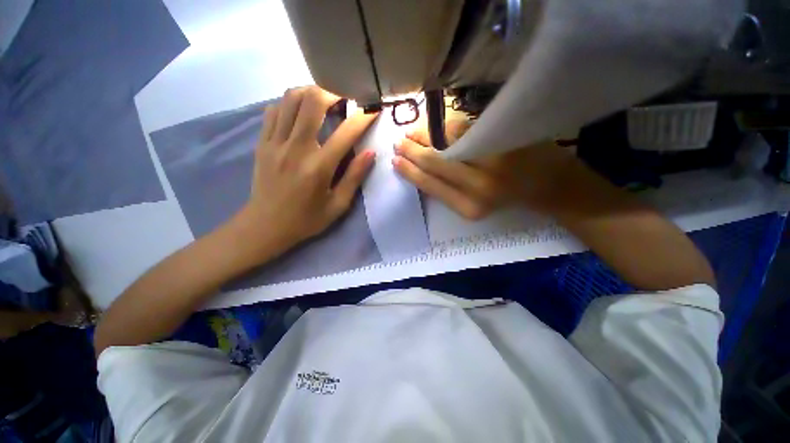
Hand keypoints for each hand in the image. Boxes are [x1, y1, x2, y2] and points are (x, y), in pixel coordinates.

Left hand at [235, 86, 376, 258]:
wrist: (266, 225)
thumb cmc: (307, 219)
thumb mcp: (338, 205)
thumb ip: (354, 177)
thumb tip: (370, 153)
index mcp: (319, 167)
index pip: (346, 132)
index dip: (363, 117)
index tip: (372, 110)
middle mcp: (296, 148)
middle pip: (312, 101)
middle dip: (333, 93)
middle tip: (344, 101)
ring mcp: (275, 142)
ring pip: (290, 99)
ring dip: (310, 94)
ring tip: (323, 102)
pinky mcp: (262, 143)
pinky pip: (274, 111)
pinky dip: (289, 105)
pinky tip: (299, 114)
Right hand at [392, 121, 518, 219]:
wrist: (550, 183)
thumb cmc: (506, 199)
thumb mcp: (473, 206)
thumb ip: (447, 191)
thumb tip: (418, 169)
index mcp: (470, 207)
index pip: (430, 185)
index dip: (410, 171)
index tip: (395, 161)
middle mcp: (480, 185)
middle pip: (435, 161)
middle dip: (412, 150)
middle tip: (398, 141)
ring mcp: (493, 158)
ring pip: (447, 141)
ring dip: (425, 135)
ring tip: (412, 133)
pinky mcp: (504, 137)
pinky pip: (465, 129)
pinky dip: (446, 128)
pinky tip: (435, 129)